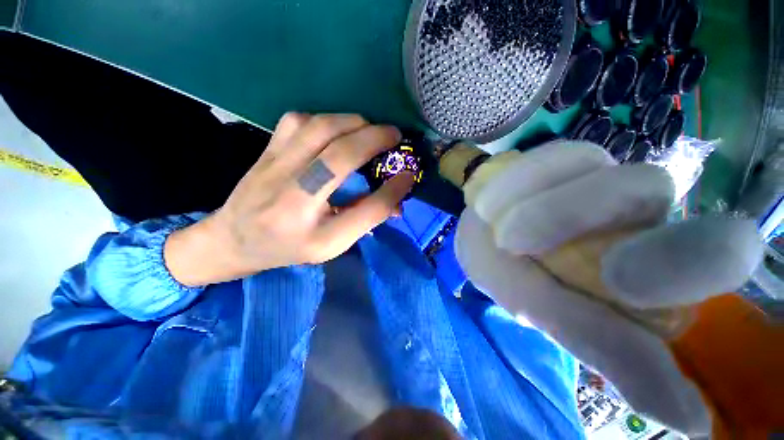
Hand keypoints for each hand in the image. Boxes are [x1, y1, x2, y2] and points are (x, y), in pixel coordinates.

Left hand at [165, 113, 414, 285]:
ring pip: (319, 127)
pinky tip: (335, 131)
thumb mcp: (333, 245)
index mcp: (313, 231)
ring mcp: (274, 166)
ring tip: (369, 131)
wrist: (234, 238)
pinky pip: (299, 120)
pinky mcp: (267, 149)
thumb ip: (366, 219)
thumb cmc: (290, 247)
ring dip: (353, 124)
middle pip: (340, 154)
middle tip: (395, 137)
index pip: (365, 208)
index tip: (410, 175)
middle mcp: (291, 196)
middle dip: (375, 139)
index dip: (392, 189)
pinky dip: (326, 119)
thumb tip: (397, 198)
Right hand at [454, 141, 761, 435]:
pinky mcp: (566, 159)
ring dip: (531, 206)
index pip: (716, 250)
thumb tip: (695, 423)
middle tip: (515, 241)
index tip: (619, 282)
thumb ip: (608, 349)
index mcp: (652, 266)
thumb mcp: (545, 313)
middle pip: (649, 190)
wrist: (480, 232)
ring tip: (493, 225)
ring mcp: (600, 177)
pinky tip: (490, 203)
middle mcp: (640, 215)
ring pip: (590, 167)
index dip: (684, 261)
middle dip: (575, 214)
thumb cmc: (506, 275)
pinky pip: (551, 157)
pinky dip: (516, 182)